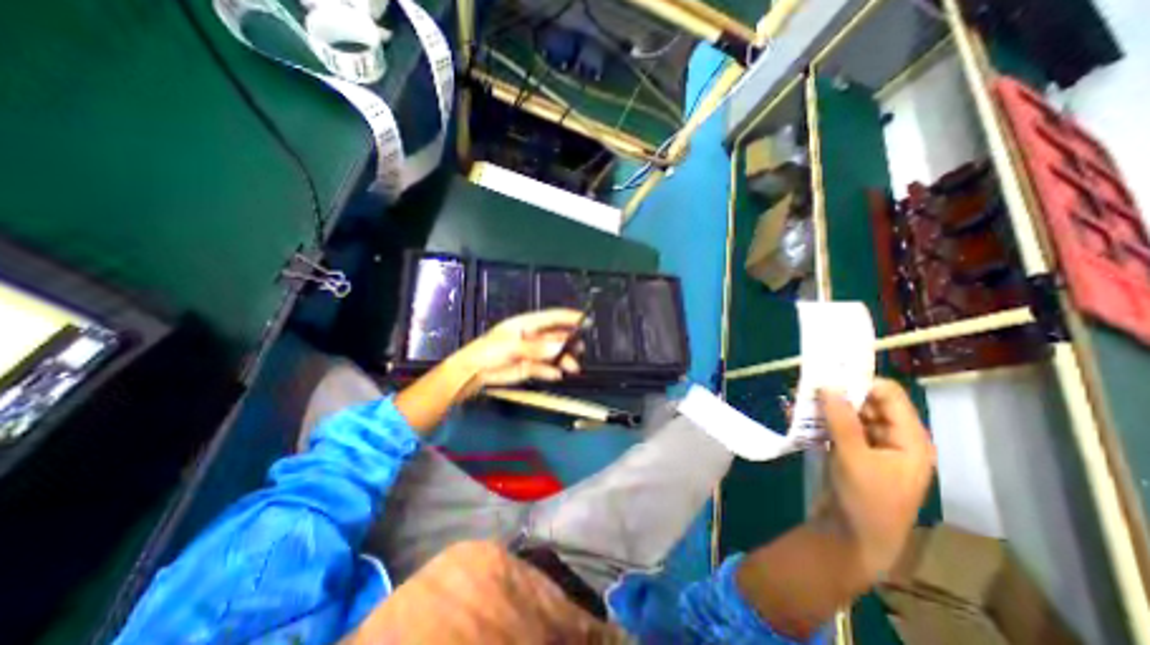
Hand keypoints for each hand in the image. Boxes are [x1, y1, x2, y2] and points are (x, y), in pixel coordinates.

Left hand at [453, 308, 583, 397]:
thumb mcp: (512, 346)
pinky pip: (545, 368)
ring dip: (564, 359)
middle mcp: (532, 337)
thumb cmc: (488, 351)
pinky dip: (551, 371)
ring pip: (553, 354)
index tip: (585, 320)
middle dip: (569, 341)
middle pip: (556, 336)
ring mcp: (532, 353)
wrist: (473, 373)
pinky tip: (556, 375)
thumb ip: (536, 348)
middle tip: (581, 348)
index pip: (551, 317)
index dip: (568, 317)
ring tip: (573, 367)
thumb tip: (559, 349)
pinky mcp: (530, 368)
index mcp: (526, 324)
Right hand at [817, 378, 931, 578]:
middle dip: (838, 393)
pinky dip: (821, 420)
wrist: (854, 538)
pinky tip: (799, 416)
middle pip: (867, 402)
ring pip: (849, 414)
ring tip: (799, 400)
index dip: (861, 382)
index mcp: (909, 439)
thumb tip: (828, 384)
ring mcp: (871, 444)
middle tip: (807, 386)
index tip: (829, 375)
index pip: (889, 395)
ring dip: (826, 406)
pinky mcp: (852, 451)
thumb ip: (842, 419)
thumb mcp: (853, 457)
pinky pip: (838, 426)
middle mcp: (894, 437)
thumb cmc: (865, 499)